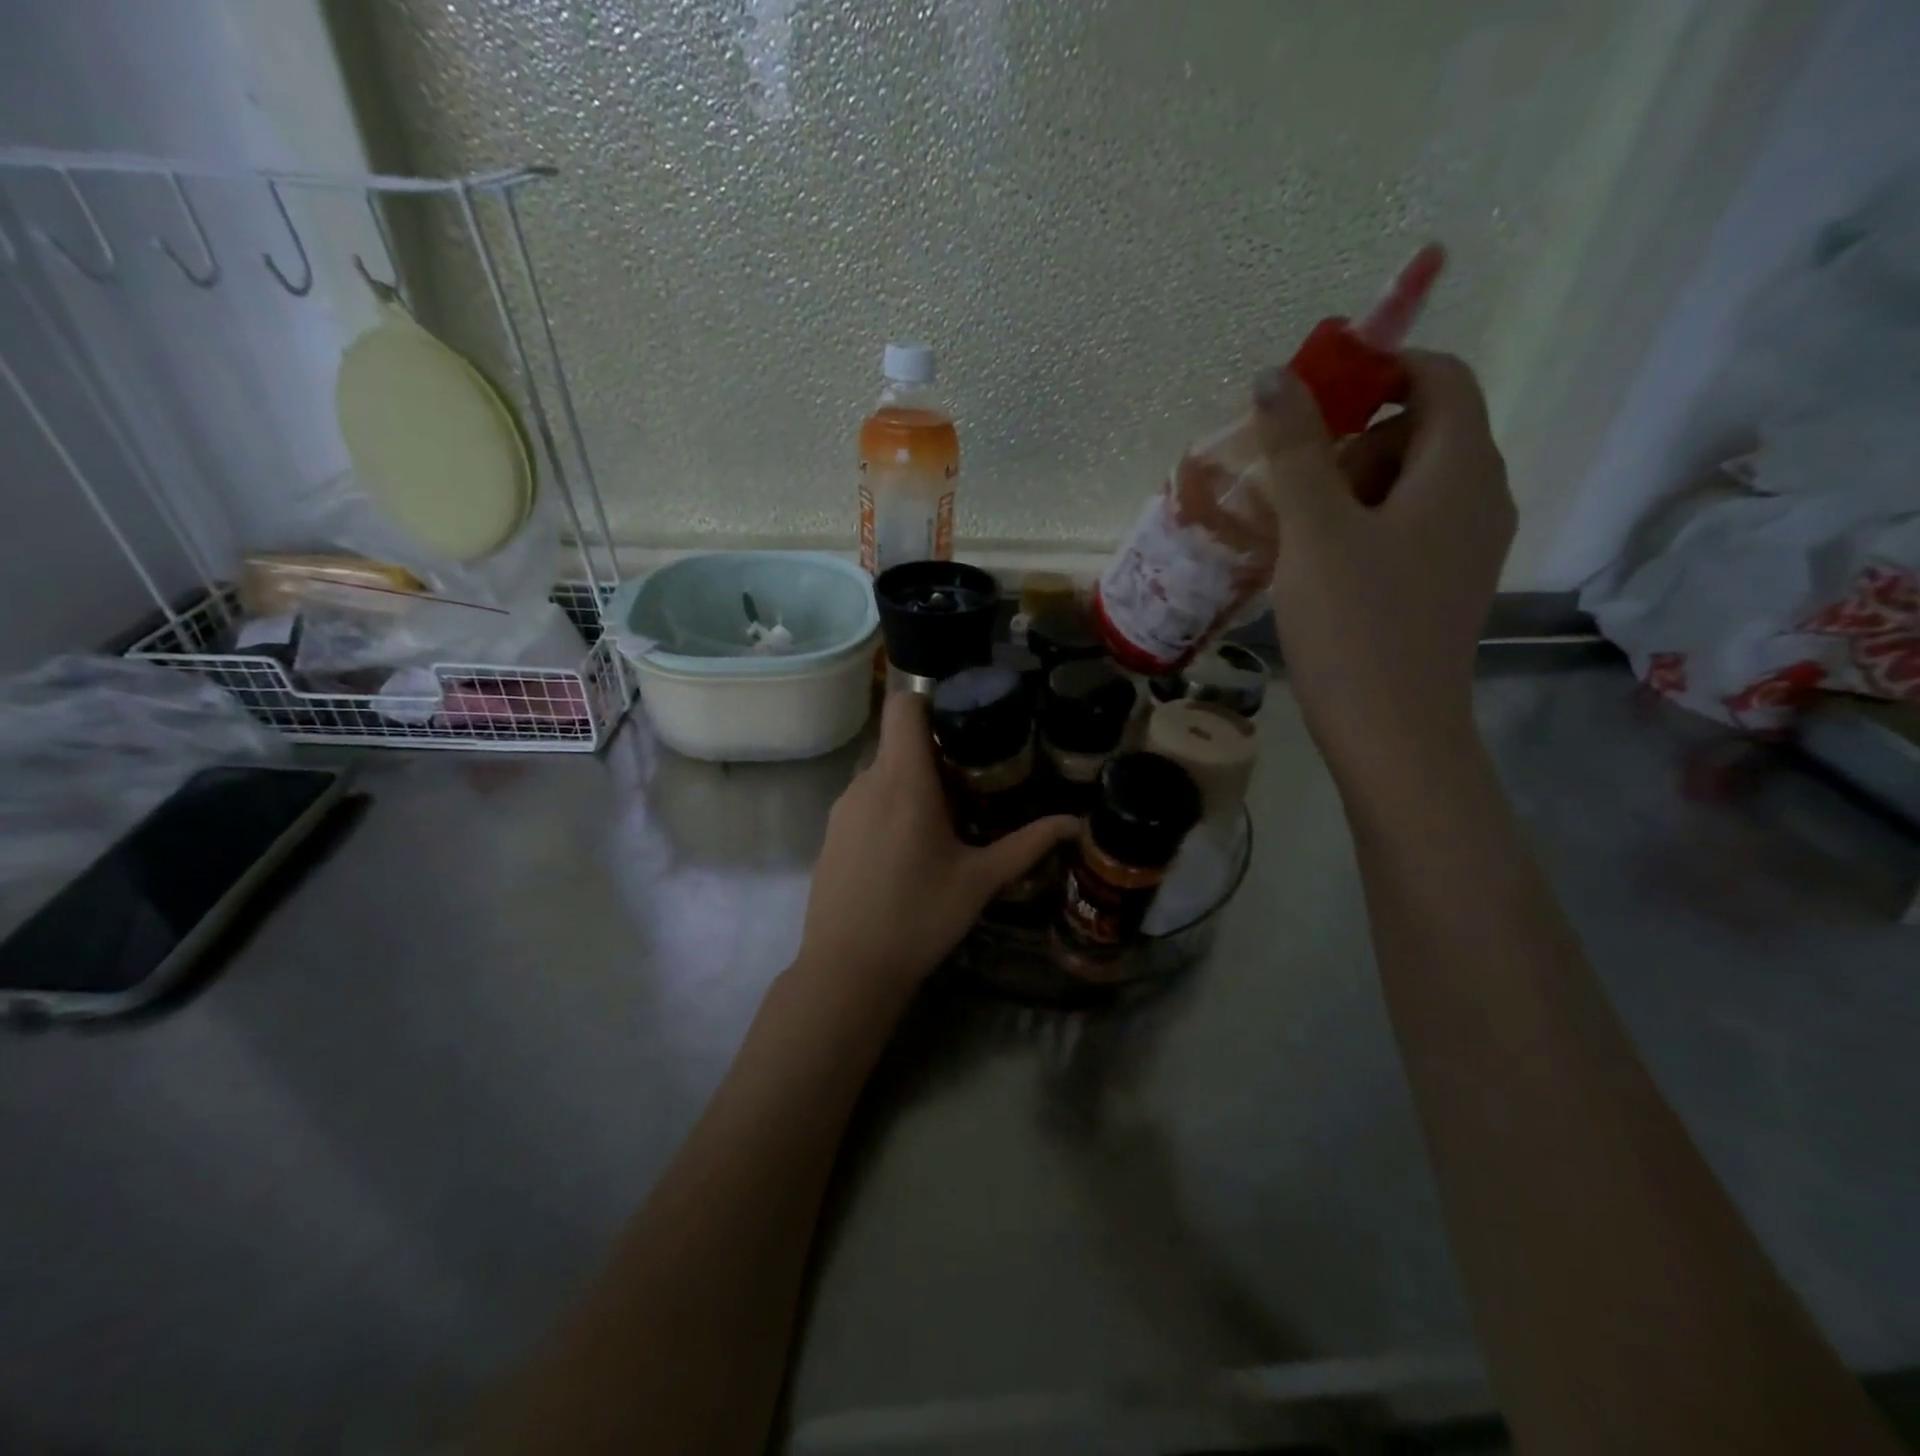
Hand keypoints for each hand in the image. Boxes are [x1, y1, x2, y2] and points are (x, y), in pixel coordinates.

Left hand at [795, 692, 1077, 993]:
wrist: (848, 970)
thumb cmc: (919, 918)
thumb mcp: (980, 880)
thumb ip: (1028, 844)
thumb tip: (1075, 823)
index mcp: (903, 781)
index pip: (903, 705)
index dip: (931, 702)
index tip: (963, 725)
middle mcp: (866, 782)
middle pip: (898, 741)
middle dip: (934, 752)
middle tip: (971, 782)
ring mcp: (842, 807)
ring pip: (881, 771)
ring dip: (911, 782)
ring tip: (944, 819)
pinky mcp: (831, 832)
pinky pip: (864, 799)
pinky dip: (889, 806)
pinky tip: (907, 850)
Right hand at [1255, 350, 1514, 795]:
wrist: (1393, 734)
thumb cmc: (1355, 625)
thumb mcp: (1315, 530)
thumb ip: (1297, 449)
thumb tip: (1275, 376)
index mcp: (1462, 469)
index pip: (1441, 377)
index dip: (1381, 369)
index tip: (1313, 400)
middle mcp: (1481, 497)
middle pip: (1421, 430)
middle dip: (1353, 442)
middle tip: (1295, 489)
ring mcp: (1467, 546)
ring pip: (1409, 484)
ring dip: (1349, 489)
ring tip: (1297, 536)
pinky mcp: (1445, 584)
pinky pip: (1406, 528)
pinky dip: (1361, 527)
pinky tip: (1317, 567)